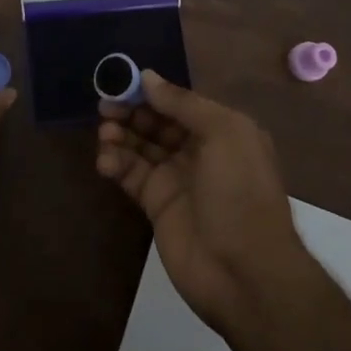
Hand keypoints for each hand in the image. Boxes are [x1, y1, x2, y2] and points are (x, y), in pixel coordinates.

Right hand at [96, 72, 315, 337]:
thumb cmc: (240, 192)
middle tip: (105, 107)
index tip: (121, 82)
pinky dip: (115, 164)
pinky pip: (131, 175)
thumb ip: (182, 103)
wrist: (246, 273)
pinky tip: (105, 161)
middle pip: (156, 121)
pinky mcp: (156, 205)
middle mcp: (198, 150)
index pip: (178, 102)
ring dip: (119, 135)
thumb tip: (147, 76)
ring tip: (105, 134)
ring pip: (140, 146)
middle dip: (130, 111)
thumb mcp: (222, 133)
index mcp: (220, 129)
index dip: (150, 91)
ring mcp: (176, 178)